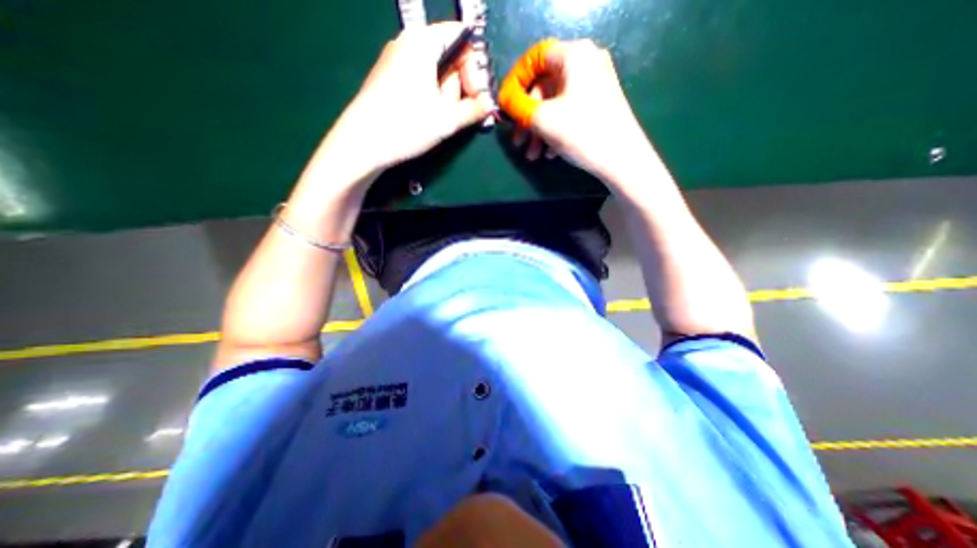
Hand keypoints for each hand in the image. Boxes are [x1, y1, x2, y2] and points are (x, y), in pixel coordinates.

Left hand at [324, 21, 492, 178]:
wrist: (363, 143)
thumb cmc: (407, 125)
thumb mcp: (447, 119)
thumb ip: (474, 109)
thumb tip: (489, 105)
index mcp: (423, 43)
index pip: (461, 36)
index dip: (475, 66)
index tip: (476, 94)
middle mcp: (408, 44)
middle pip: (448, 55)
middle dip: (460, 85)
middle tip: (458, 112)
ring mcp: (396, 61)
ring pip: (435, 72)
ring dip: (446, 96)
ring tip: (440, 120)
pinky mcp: (389, 79)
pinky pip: (420, 81)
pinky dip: (432, 97)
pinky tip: (428, 118)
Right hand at [499, 39, 650, 183]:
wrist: (622, 160)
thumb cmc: (581, 133)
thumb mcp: (542, 119)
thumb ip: (517, 106)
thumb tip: (504, 99)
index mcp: (574, 56)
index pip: (535, 58)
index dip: (516, 81)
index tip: (506, 106)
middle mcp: (586, 64)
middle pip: (544, 87)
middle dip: (527, 118)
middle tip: (518, 142)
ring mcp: (595, 85)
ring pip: (555, 104)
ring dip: (538, 131)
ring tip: (532, 155)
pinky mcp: (598, 105)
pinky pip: (568, 113)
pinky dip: (554, 132)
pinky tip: (549, 154)